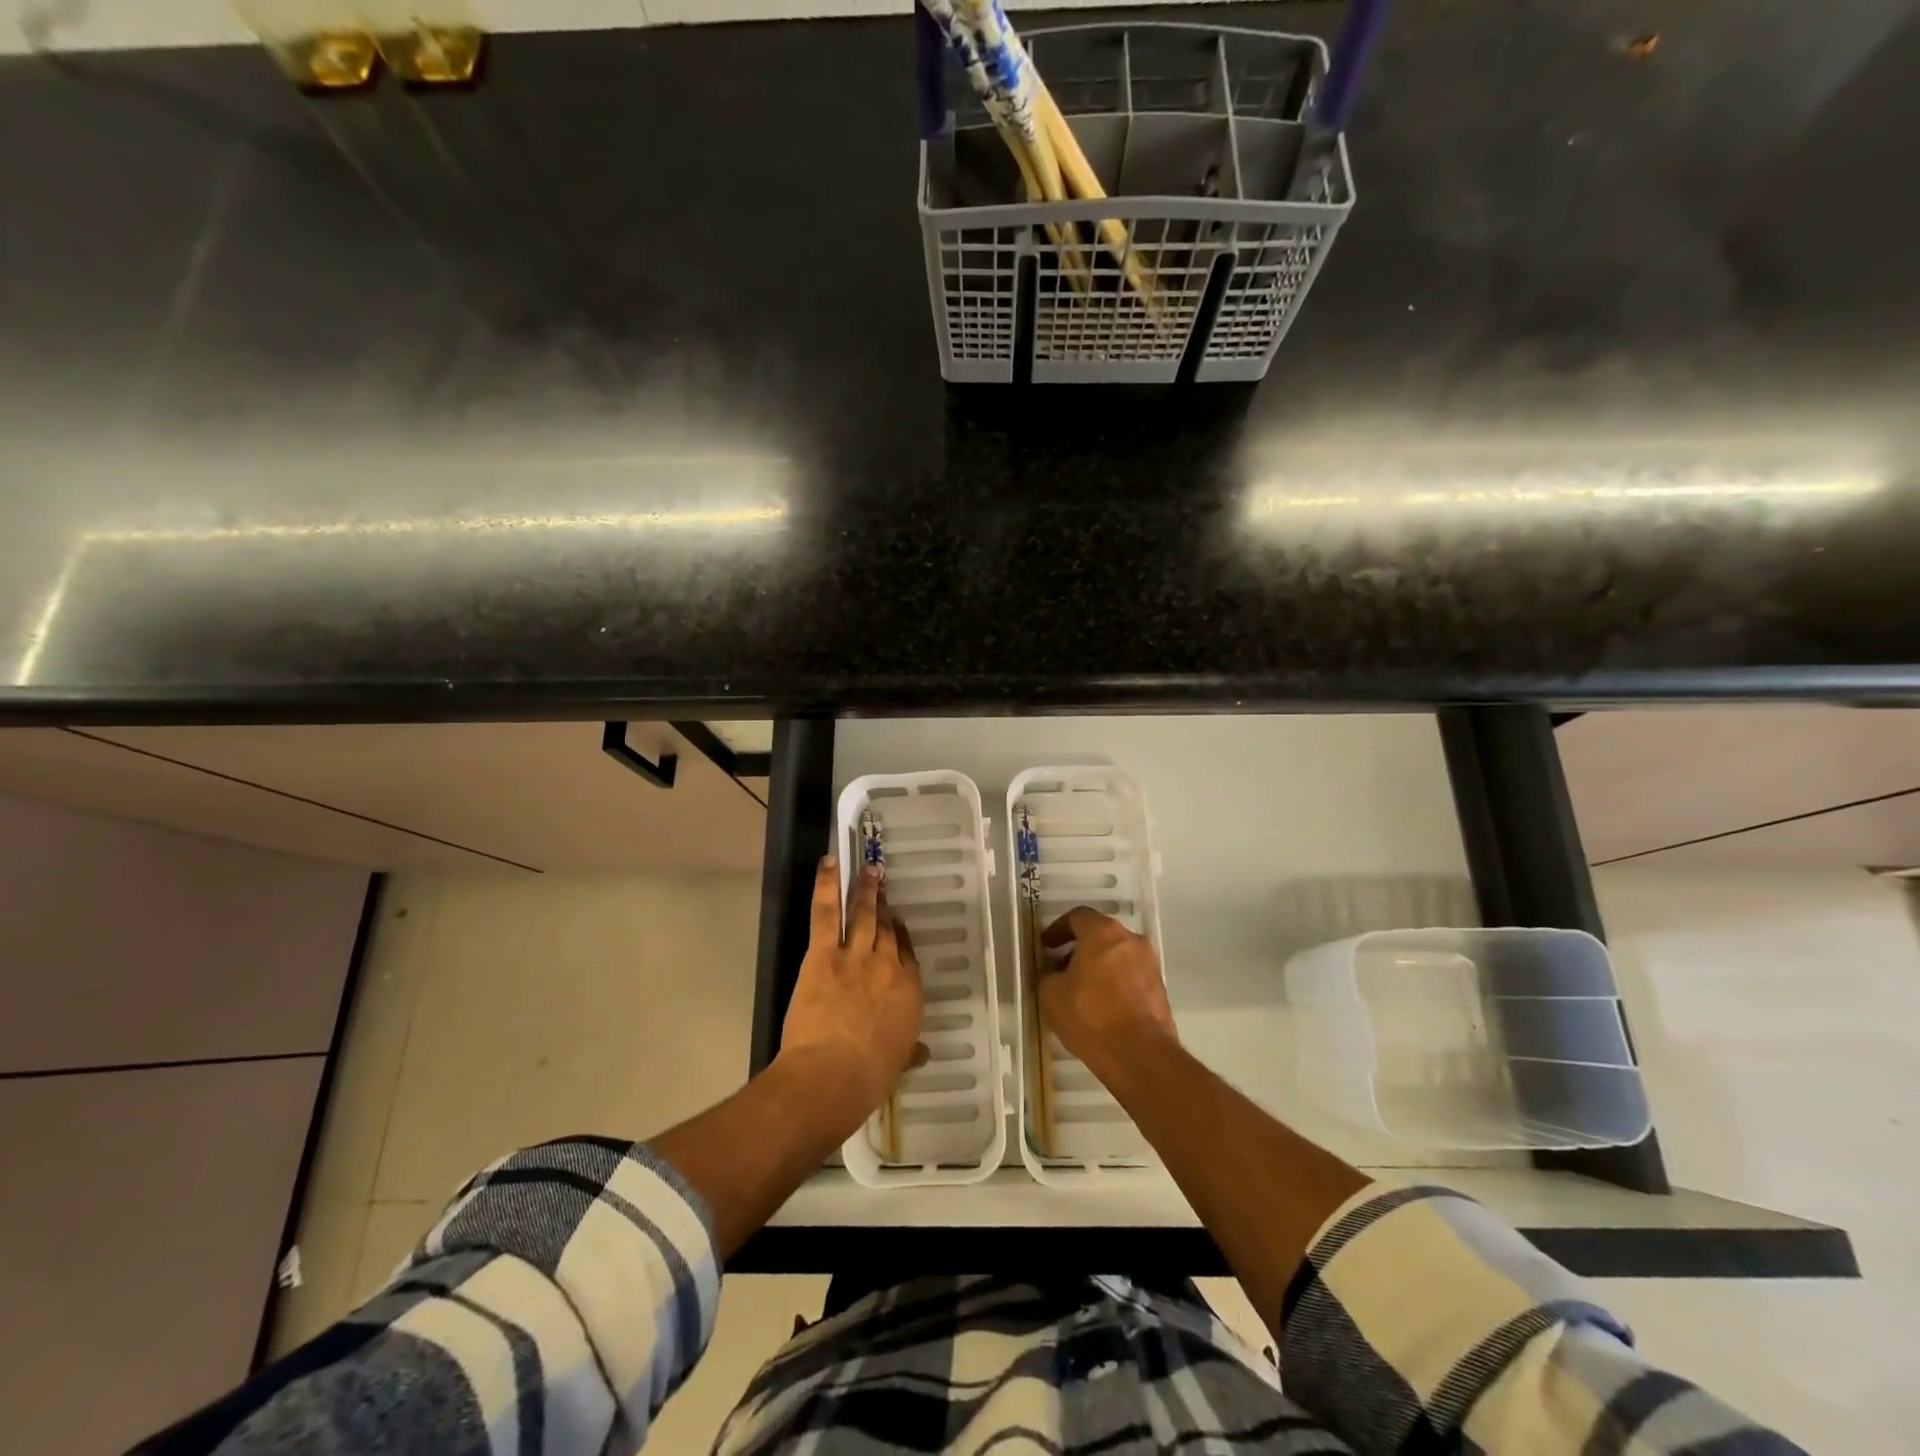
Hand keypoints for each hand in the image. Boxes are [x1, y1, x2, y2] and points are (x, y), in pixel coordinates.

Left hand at [776, 857, 925, 1138]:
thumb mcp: (897, 1063)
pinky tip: (828, 864)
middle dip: (884, 907)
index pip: (907, 953)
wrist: (832, 1075)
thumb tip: (920, 1053)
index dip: (899, 936)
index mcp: (909, 991)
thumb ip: (909, 1051)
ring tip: (869, 870)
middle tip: (882, 887)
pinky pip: (826, 912)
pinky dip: (827, 885)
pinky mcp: (824, 953)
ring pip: (863, 914)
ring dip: (865, 889)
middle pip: (886, 929)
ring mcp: (856, 954)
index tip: (895, 924)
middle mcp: (888, 965)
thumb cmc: (868, 1078)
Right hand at [1038, 906, 1176, 1078]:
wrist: (1140, 1055)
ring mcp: (1149, 964)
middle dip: (1078, 949)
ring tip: (1079, 991)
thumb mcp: (1051, 994)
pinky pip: (1130, 977)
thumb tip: (1053, 973)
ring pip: (1117, 956)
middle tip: (1060, 968)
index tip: (1046, 946)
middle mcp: (1131, 940)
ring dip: (1098, 967)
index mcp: (1103, 932)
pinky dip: (1114, 983)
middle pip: (1100, 935)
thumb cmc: (1091, 1016)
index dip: (1058, 929)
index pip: (1077, 917)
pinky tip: (1100, 1007)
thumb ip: (1048, 975)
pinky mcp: (1159, 990)